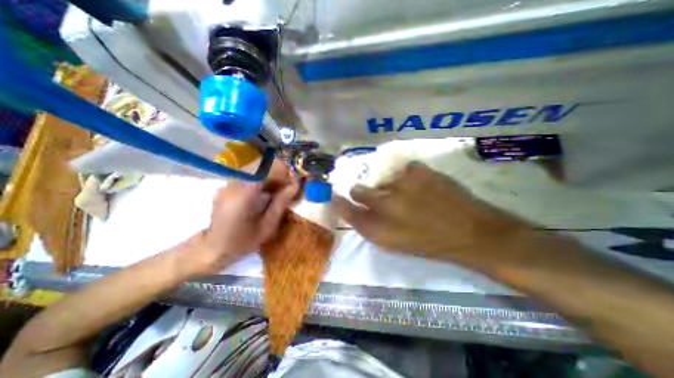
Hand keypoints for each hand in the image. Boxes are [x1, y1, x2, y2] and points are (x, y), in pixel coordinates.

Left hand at [192, 160, 296, 274]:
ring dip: (271, 175)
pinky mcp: (228, 184)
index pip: (268, 168)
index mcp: (245, 193)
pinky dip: (262, 178)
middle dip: (280, 173)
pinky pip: (250, 173)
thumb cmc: (243, 241)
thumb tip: (295, 185)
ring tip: (278, 190)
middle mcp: (235, 182)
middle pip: (263, 164)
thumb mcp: (268, 226)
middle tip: (288, 187)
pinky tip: (265, 192)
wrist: (214, 248)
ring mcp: (229, 182)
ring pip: (257, 167)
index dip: (285, 172)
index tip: (294, 183)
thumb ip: (281, 202)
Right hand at [332, 162, 531, 264]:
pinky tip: (423, 188)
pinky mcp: (418, 170)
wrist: (471, 232)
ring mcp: (401, 184)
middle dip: (362, 193)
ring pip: (383, 181)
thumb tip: (355, 210)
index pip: (346, 209)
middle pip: (358, 190)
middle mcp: (383, 204)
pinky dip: (409, 178)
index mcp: (377, 227)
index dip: (338, 201)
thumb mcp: (393, 242)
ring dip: (391, 188)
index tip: (335, 195)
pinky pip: (404, 171)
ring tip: (410, 198)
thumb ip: (370, 226)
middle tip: (379, 198)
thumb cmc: (428, 243)